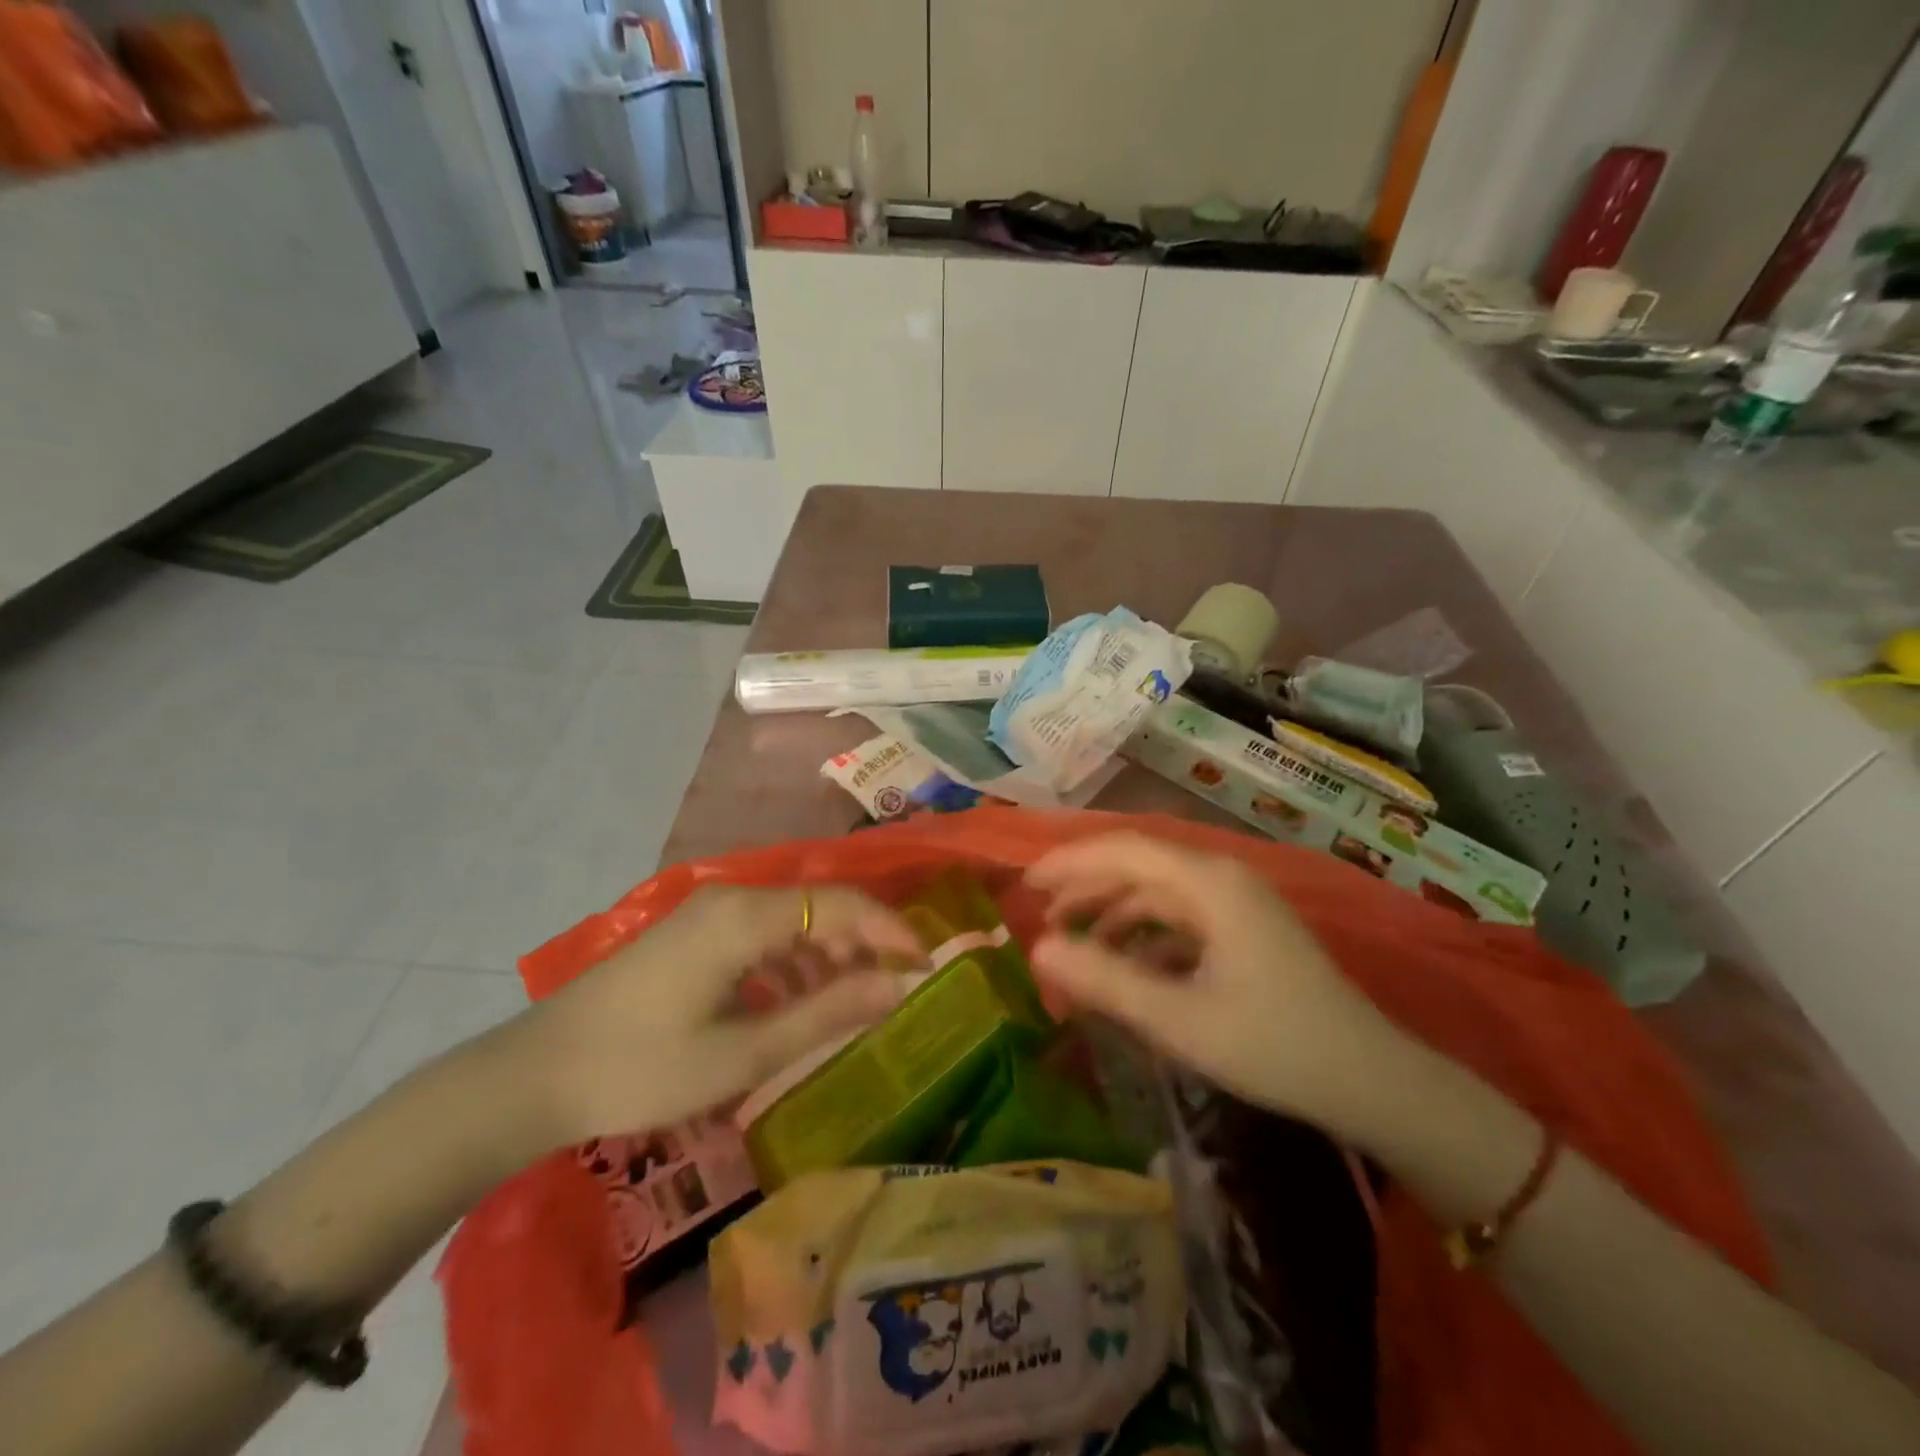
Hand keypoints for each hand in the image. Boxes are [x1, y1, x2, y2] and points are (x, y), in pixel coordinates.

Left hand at [508, 884, 923, 1144]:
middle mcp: (731, 897)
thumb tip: (898, 987)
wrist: (534, 1076)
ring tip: (852, 1002)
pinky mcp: (693, 933)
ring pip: (791, 919)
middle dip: (863, 942)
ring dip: (827, 954)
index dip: (890, 930)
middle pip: (817, 905)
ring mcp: (708, 912)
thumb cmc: (643, 1068)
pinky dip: (791, 963)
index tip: (927, 966)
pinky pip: (761, 934)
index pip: (839, 905)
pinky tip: (795, 1004)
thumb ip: (827, 1013)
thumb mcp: (743, 1052)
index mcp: (744, 916)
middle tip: (895, 989)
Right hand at [1025, 833, 1415, 1132]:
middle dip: (1086, 887)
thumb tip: (1039, 949)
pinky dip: (1145, 935)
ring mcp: (1238, 904)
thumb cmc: (1274, 1046)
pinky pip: (1181, 918)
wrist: (1374, 1083)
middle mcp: (1223, 878)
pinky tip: (1126, 966)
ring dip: (1113, 912)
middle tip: (1042, 917)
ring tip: (1075, 944)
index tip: (1026, 885)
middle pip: (1139, 865)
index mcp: (1209, 882)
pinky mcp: (1246, 931)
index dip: (1070, 862)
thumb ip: (1105, 980)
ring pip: (1158, 892)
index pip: (1123, 850)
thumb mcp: (1179, 1018)